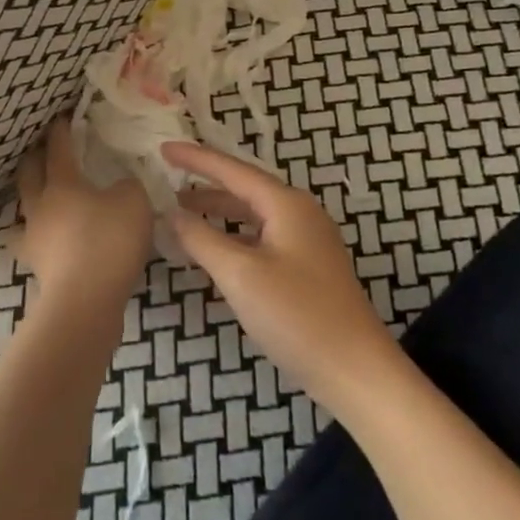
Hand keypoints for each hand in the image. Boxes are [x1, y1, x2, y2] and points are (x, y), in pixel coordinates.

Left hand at [15, 117, 152, 310]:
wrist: (84, 302)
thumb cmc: (108, 241)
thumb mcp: (134, 202)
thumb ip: (128, 186)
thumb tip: (120, 186)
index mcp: (62, 183)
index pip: (58, 148)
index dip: (60, 131)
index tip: (62, 117)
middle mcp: (41, 205)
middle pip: (29, 174)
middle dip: (34, 158)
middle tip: (43, 149)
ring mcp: (34, 238)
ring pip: (27, 207)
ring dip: (33, 195)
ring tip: (44, 193)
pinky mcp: (38, 267)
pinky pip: (35, 240)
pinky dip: (41, 233)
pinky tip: (51, 238)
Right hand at [162, 140, 400, 415]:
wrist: (356, 371)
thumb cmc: (297, 316)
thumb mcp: (240, 274)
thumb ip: (202, 239)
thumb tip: (172, 214)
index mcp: (286, 204)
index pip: (232, 170)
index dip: (196, 158)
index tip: (163, 148)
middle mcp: (299, 213)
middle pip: (244, 188)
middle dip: (205, 184)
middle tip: (166, 181)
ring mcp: (307, 241)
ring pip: (253, 215)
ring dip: (218, 212)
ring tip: (182, 212)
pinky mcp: (307, 267)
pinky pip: (261, 237)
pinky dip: (234, 236)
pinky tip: (215, 249)